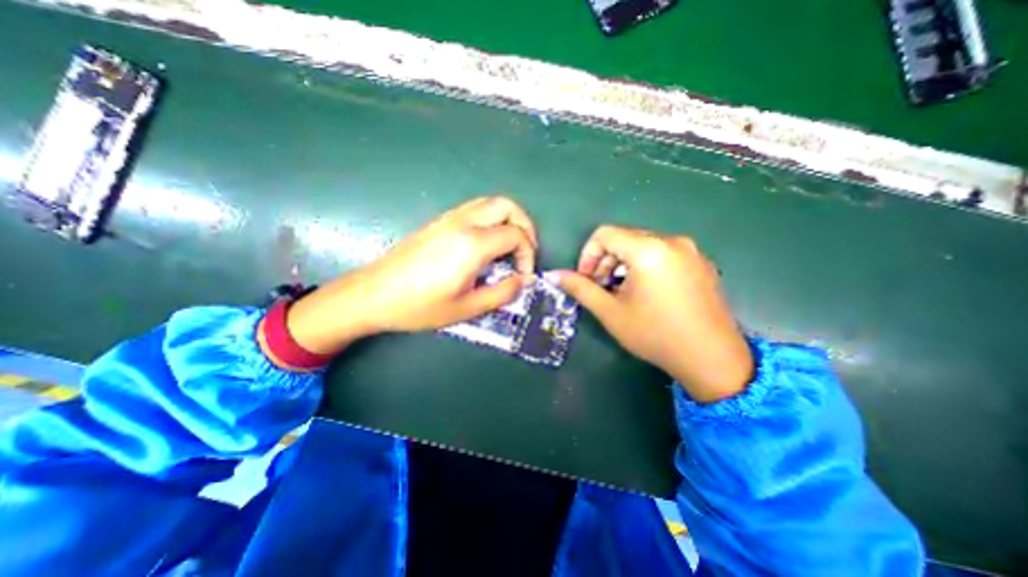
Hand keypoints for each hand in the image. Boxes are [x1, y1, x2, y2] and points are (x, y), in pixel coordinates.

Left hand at [281, 196, 533, 353]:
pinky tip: (487, 243)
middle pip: (507, 206)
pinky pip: (475, 209)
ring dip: (508, 219)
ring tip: (510, 246)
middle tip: (526, 251)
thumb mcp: (466, 308)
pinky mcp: (439, 221)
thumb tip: (522, 281)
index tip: (523, 275)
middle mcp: (463, 223)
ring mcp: (449, 218)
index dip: (528, 254)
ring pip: (490, 202)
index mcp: (472, 244)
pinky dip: (491, 219)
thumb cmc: (419, 306)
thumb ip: (501, 293)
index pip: (516, 235)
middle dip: (525, 226)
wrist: (373, 294)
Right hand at [545, 222, 752, 401]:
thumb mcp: (610, 312)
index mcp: (648, 249)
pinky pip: (663, 254)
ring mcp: (690, 251)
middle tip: (601, 288)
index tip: (586, 279)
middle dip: (605, 260)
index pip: (605, 234)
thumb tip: (554, 275)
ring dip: (624, 264)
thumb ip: (580, 288)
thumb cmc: (655, 334)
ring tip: (622, 292)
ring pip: (643, 245)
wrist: (712, 359)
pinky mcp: (701, 263)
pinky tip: (646, 293)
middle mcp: (672, 241)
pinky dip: (645, 266)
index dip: (588, 255)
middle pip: (624, 238)